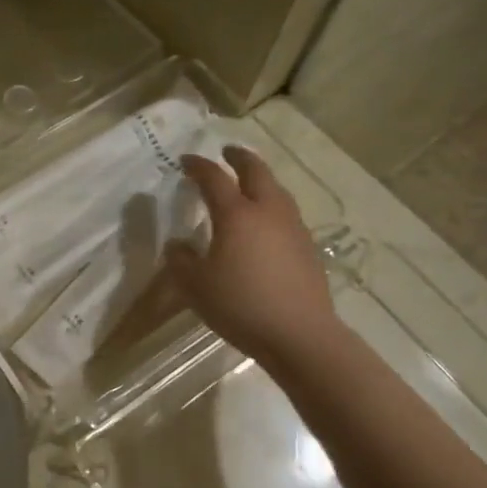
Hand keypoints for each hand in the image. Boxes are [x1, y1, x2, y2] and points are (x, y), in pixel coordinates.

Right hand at [165, 146, 342, 370]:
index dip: (198, 165)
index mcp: (236, 215)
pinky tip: (265, 223)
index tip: (185, 160)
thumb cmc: (241, 305)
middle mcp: (267, 211)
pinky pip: (286, 213)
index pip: (214, 178)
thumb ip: (181, 260)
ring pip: (277, 190)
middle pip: (256, 171)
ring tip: (248, 184)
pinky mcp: (308, 247)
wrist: (300, 335)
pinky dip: (272, 205)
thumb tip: (178, 245)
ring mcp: (293, 228)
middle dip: (239, 158)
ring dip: (260, 180)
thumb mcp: (195, 286)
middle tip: (227, 152)